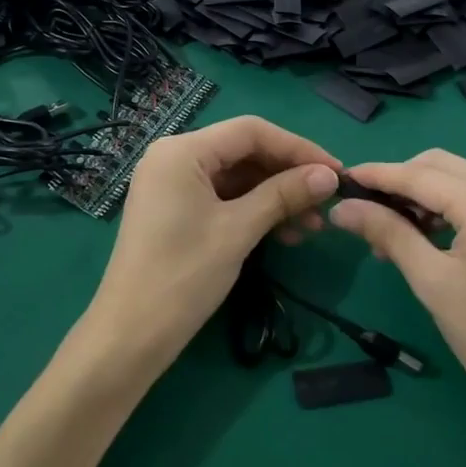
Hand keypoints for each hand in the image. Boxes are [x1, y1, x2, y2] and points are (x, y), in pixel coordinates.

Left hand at [80, 116, 340, 376]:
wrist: (131, 335)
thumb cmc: (183, 275)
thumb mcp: (238, 230)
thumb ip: (284, 195)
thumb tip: (330, 175)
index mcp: (182, 150)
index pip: (251, 131)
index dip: (297, 148)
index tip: (335, 172)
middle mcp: (174, 157)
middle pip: (244, 152)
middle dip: (287, 176)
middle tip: (327, 202)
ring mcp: (172, 185)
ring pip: (237, 178)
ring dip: (275, 197)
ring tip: (312, 226)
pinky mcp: (175, 210)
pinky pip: (223, 198)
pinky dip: (254, 211)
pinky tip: (285, 234)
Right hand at [328, 150, 465, 420]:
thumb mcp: (431, 283)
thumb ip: (388, 234)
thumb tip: (342, 208)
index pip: (420, 175)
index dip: (377, 175)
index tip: (341, 179)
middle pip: (440, 166)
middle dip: (399, 182)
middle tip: (365, 212)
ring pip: (458, 178)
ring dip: (421, 194)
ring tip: (391, 231)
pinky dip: (447, 206)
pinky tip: (426, 233)